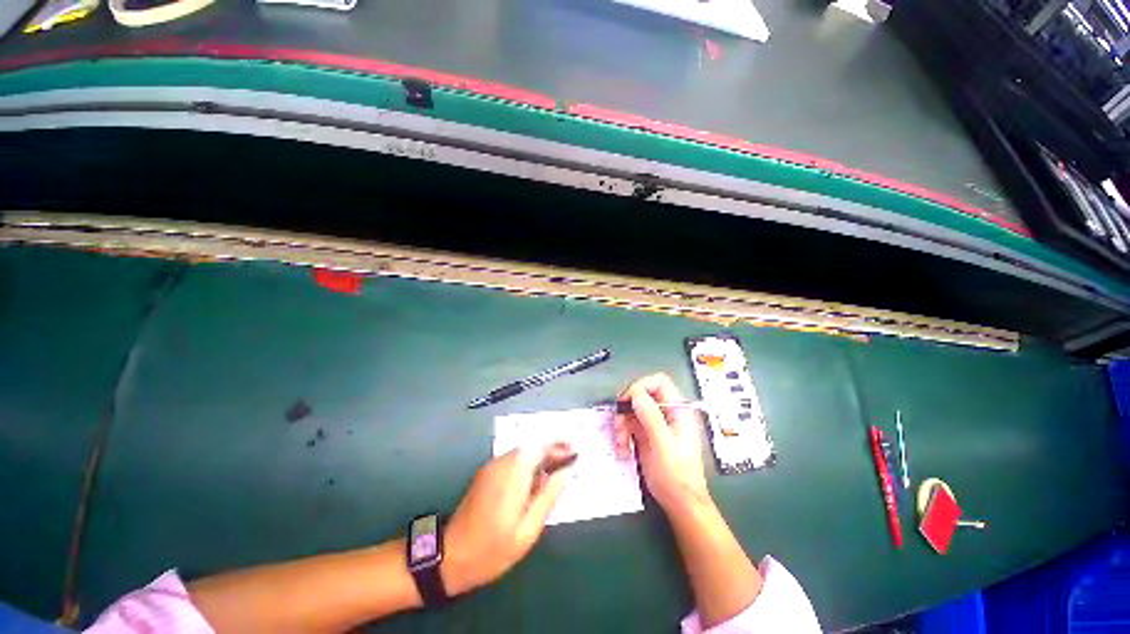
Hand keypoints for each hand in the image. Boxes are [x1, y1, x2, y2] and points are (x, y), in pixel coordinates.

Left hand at [440, 443, 575, 595]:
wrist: (449, 557)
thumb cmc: (492, 550)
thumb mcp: (527, 531)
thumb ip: (548, 497)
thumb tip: (565, 472)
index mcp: (512, 476)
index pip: (539, 449)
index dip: (558, 447)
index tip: (574, 452)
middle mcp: (501, 464)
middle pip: (531, 447)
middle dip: (551, 451)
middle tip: (567, 463)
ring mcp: (491, 467)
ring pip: (522, 452)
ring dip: (540, 457)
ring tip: (555, 472)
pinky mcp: (486, 472)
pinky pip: (512, 460)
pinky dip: (527, 463)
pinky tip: (534, 480)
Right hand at [614, 373, 710, 513]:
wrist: (679, 503)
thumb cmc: (677, 475)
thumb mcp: (663, 445)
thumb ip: (651, 417)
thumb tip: (636, 394)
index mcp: (678, 410)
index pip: (659, 383)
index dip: (641, 386)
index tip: (628, 401)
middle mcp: (666, 413)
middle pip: (641, 395)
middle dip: (627, 409)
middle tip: (618, 425)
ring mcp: (655, 423)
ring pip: (632, 410)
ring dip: (621, 424)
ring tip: (620, 443)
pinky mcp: (646, 434)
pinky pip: (629, 424)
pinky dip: (622, 434)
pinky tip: (623, 449)